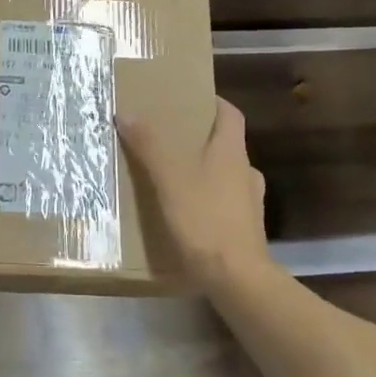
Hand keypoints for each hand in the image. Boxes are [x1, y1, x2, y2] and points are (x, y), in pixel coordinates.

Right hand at [117, 97, 271, 291]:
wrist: (237, 278)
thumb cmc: (204, 220)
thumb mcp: (169, 179)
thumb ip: (149, 145)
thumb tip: (126, 112)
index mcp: (232, 152)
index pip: (230, 114)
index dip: (214, 102)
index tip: (191, 98)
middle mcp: (246, 172)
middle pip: (226, 144)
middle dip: (200, 139)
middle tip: (170, 138)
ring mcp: (249, 203)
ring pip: (225, 175)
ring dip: (204, 171)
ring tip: (173, 176)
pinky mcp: (244, 230)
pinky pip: (223, 203)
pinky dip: (206, 200)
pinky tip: (186, 212)